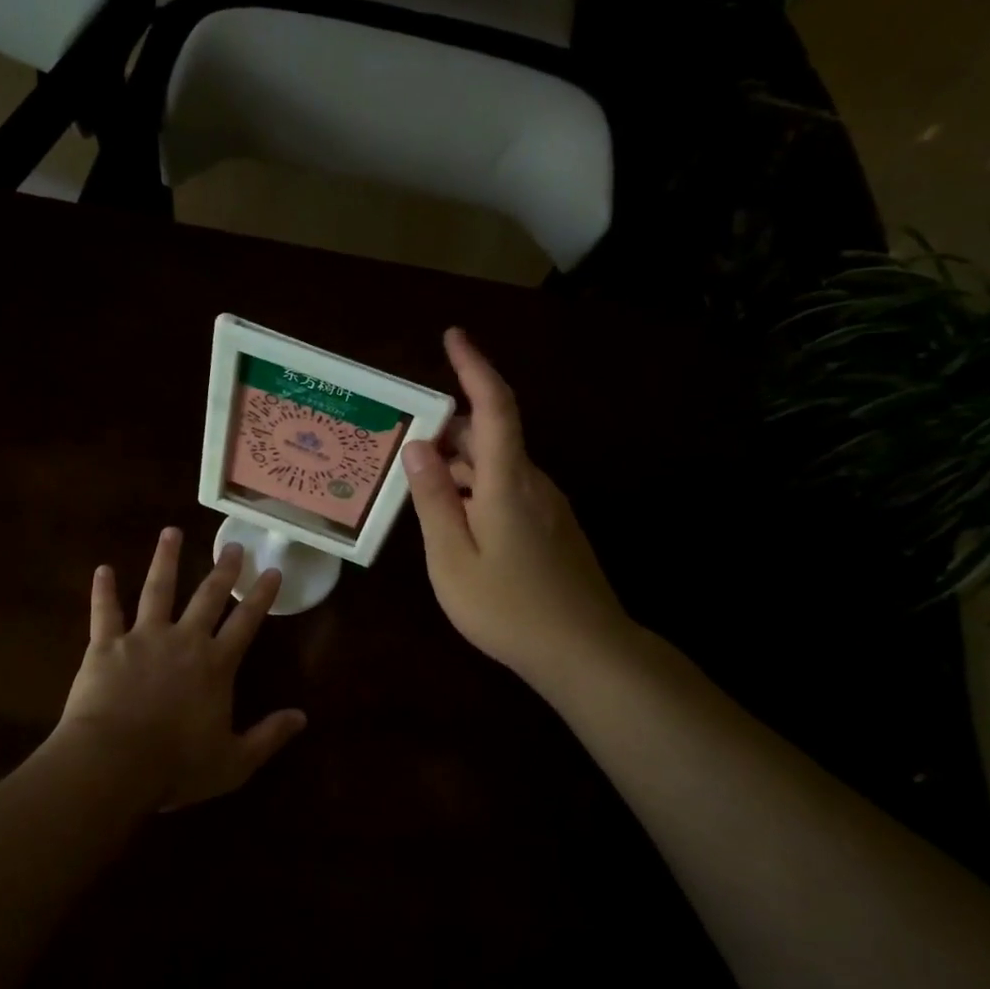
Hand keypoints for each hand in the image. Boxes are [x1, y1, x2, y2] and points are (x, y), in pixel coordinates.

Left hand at [50, 528, 305, 810]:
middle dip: (222, 570)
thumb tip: (302, 717)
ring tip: (171, 532)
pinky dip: (102, 590)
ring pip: (157, 589)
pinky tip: (103, 568)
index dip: (261, 596)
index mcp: (215, 665)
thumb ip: (268, 736)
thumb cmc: (175, 766)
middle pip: (207, 597)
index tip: (271, 571)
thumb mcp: (233, 762)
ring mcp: (143, 638)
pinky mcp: (106, 645)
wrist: (113, 763)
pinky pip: (104, 612)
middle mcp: (184, 640)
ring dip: (165, 559)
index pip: (246, 623)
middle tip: (233, 545)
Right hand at [403, 328, 637, 696]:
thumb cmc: (509, 608)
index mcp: (508, 481)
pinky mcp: (552, 528)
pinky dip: (476, 489)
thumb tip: (417, 447)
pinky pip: (508, 490)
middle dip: (448, 429)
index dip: (474, 366)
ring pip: (498, 466)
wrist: (585, 653)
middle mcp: (533, 482)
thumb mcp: (453, 558)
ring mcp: (547, 506)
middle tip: (404, 441)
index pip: (493, 406)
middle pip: (490, 435)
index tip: (453, 336)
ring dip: (460, 465)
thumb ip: (434, 500)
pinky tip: (454, 520)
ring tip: (419, 486)